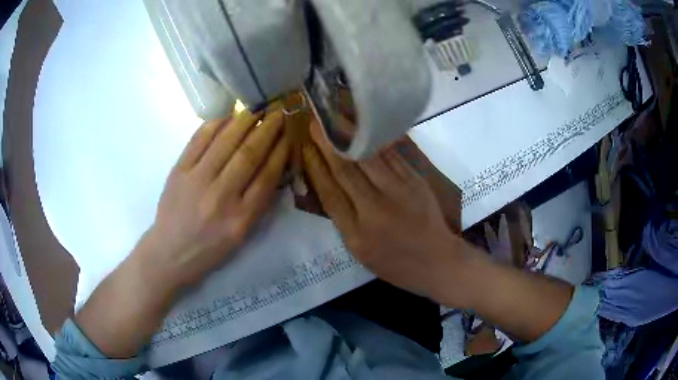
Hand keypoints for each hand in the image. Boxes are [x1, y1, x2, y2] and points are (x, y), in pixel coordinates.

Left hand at [142, 106, 289, 287]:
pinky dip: (215, 124)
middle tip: (278, 114)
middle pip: (248, 154)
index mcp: (240, 218)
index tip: (289, 136)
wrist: (170, 252)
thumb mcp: (241, 235)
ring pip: (225, 142)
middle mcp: (220, 197)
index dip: (280, 152)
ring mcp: (197, 181)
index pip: (267, 176)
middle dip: (267, 130)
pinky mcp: (179, 171)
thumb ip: (257, 204)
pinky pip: (199, 140)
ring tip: (257, 109)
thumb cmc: (209, 248)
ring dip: (245, 121)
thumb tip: (272, 167)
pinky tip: (228, 116)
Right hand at [302, 122, 461, 302]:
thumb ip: (343, 219)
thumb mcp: (361, 252)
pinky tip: (365, 126)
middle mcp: (375, 210)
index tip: (306, 146)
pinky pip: (392, 157)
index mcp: (356, 234)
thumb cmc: (396, 263)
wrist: (438, 262)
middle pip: (346, 170)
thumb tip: (328, 184)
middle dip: (327, 143)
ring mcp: (399, 193)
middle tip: (315, 122)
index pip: (330, 193)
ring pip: (368, 158)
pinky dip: (376, 141)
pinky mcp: (416, 182)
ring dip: (349, 135)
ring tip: (336, 116)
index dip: (316, 166)